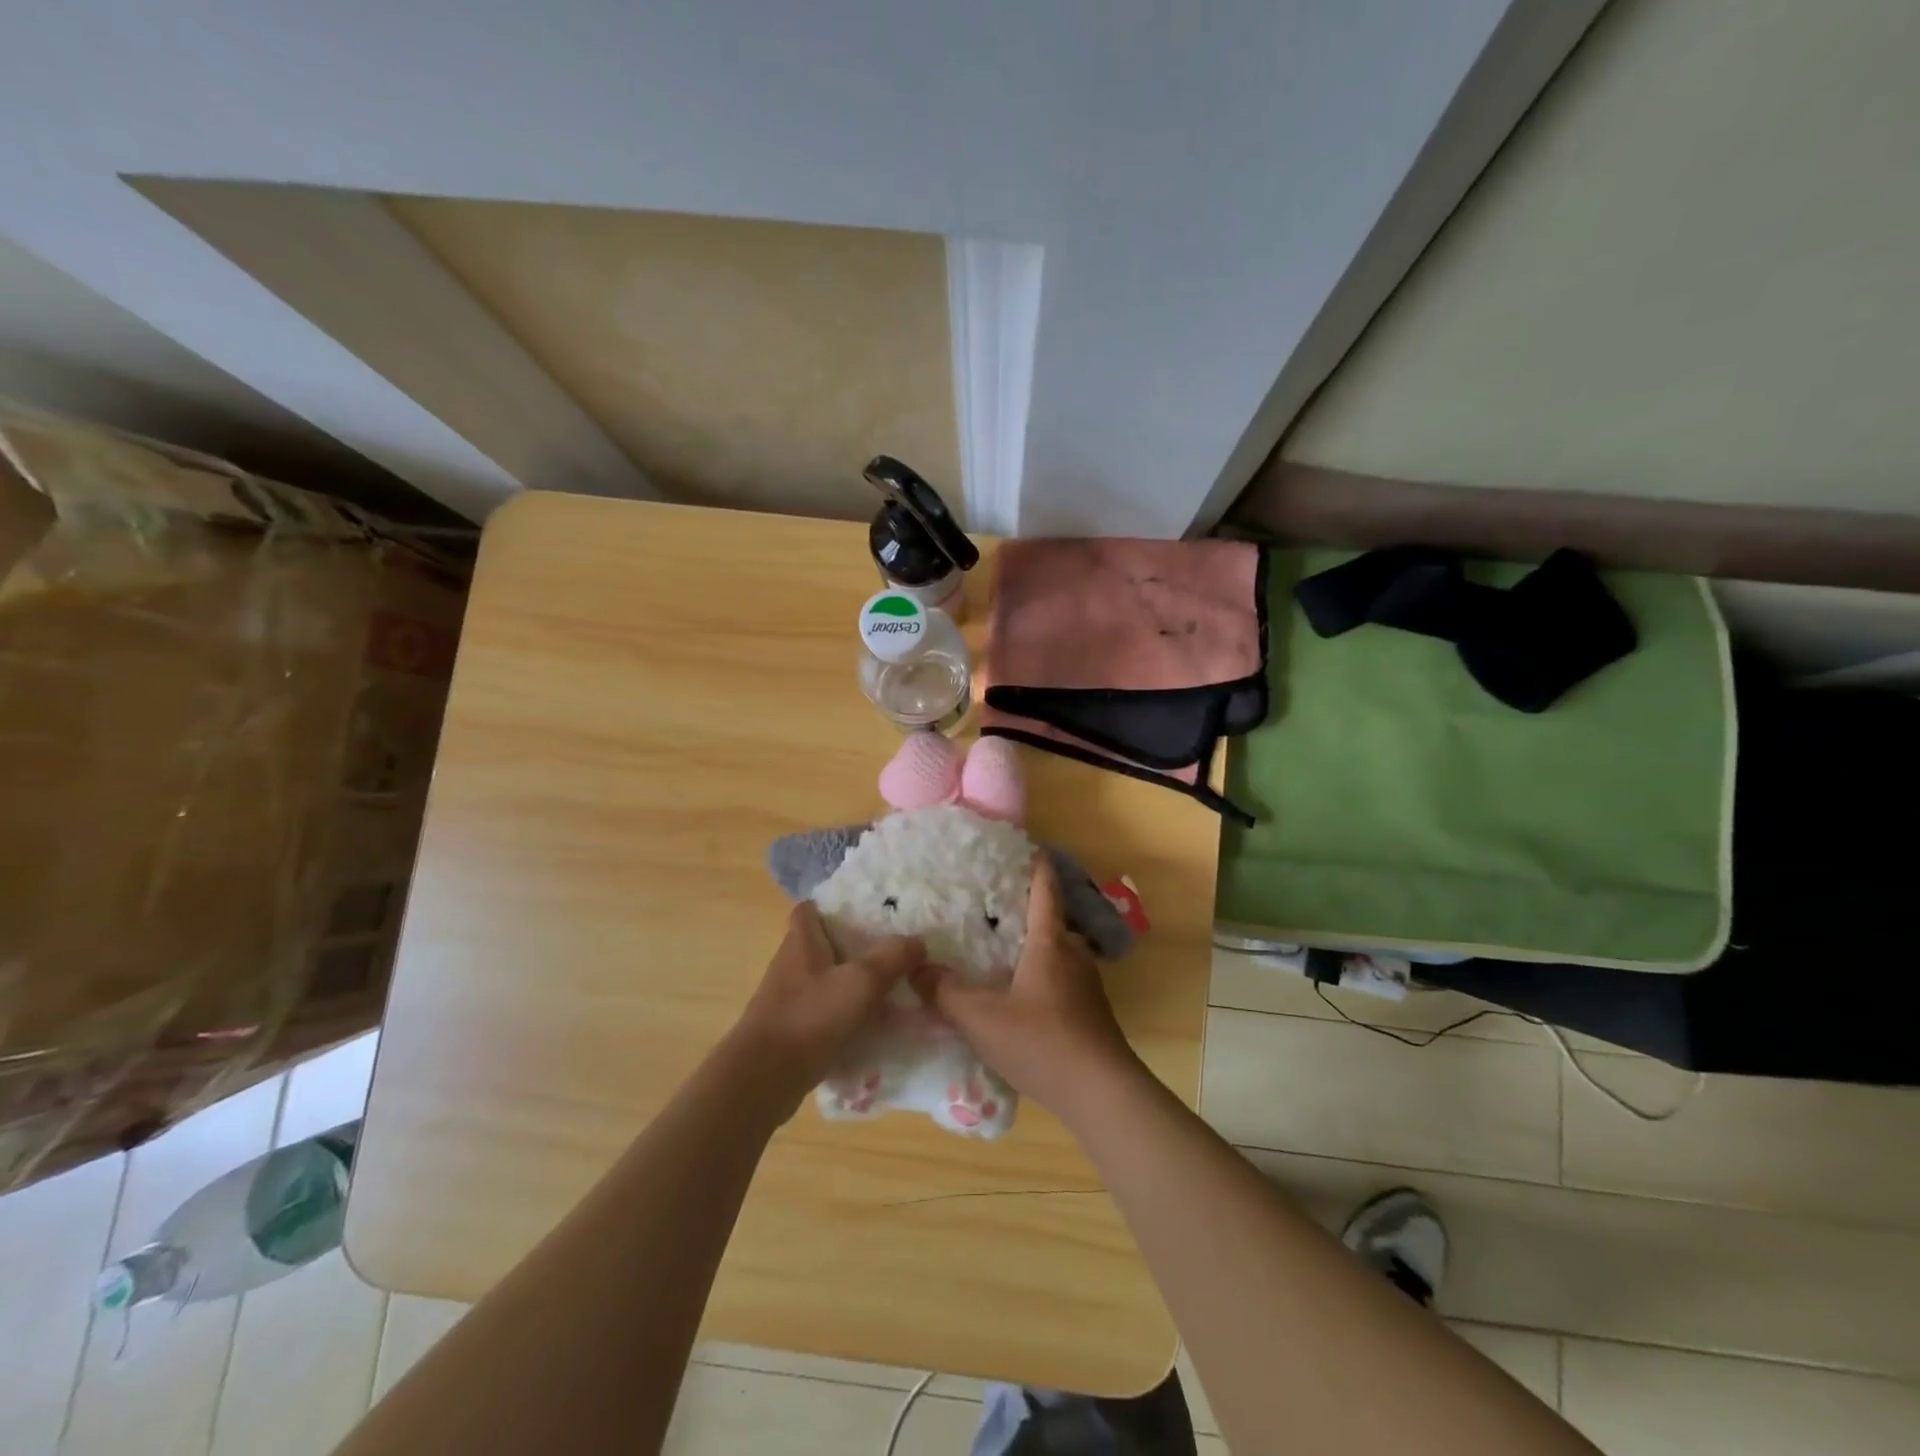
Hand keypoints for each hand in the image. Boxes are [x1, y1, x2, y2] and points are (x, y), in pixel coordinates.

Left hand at [732, 902, 924, 1111]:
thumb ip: (892, 958)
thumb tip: (918, 941)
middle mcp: (791, 964)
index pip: (809, 909)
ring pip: (826, 980)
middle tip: (892, 950)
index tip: (865, 912)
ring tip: (891, 989)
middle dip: (854, 946)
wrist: (763, 1080)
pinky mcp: (791, 1030)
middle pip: (823, 944)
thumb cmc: (809, 1018)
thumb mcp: (860, 983)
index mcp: (801, 942)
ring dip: (853, 984)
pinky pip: (824, 1013)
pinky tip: (873, 1027)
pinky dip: (846, 1016)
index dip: (833, 906)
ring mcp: (789, 999)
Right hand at [913, 856, 1144, 1118]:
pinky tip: (1021, 997)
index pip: (1045, 891)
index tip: (1029, 847)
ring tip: (1002, 951)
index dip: (1037, 867)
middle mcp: (1073, 955)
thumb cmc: (1041, 1042)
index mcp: (1050, 943)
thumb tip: (917, 967)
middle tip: (994, 907)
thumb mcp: (982, 1018)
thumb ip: (945, 992)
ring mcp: (1086, 986)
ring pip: (1057, 953)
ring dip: (1035, 947)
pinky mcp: (1091, 1014)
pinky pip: (1062, 980)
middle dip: (1027, 910)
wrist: (1101, 1093)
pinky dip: (1042, 976)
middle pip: (1052, 921)